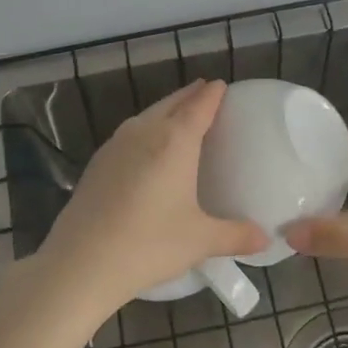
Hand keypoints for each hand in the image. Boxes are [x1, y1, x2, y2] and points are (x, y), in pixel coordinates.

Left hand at [36, 80, 267, 318]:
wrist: (81, 262)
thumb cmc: (149, 244)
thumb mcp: (199, 241)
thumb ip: (235, 235)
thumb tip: (265, 238)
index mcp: (175, 141)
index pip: (199, 106)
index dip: (212, 94)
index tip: (222, 85)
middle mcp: (145, 132)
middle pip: (171, 103)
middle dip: (189, 96)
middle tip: (204, 92)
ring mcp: (116, 145)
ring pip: (147, 115)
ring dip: (165, 110)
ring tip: (178, 114)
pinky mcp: (97, 162)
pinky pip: (129, 134)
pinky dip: (145, 129)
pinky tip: (145, 147)